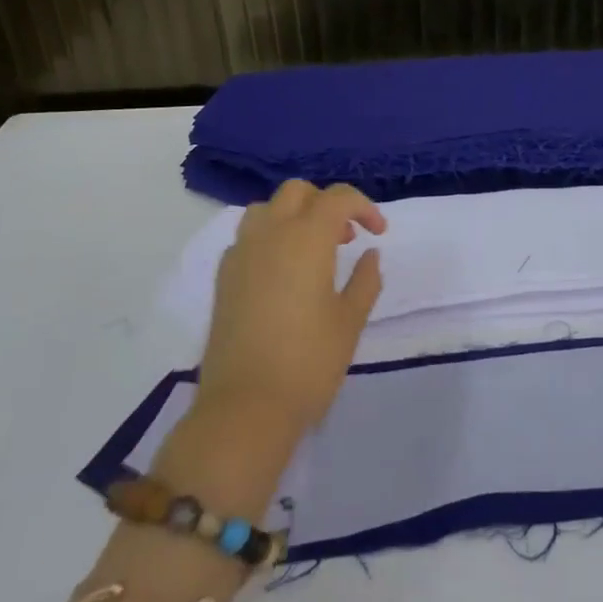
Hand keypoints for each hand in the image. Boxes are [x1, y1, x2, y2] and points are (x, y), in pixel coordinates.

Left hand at [195, 180, 386, 435]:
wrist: (244, 409)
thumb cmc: (308, 363)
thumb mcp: (350, 321)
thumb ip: (365, 280)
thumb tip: (371, 254)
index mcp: (306, 238)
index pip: (337, 198)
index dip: (363, 207)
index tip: (379, 233)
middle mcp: (270, 234)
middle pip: (297, 192)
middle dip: (326, 203)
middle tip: (346, 237)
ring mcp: (241, 254)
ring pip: (267, 209)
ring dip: (293, 215)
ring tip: (312, 249)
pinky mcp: (223, 278)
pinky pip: (248, 237)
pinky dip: (270, 238)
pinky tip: (283, 272)